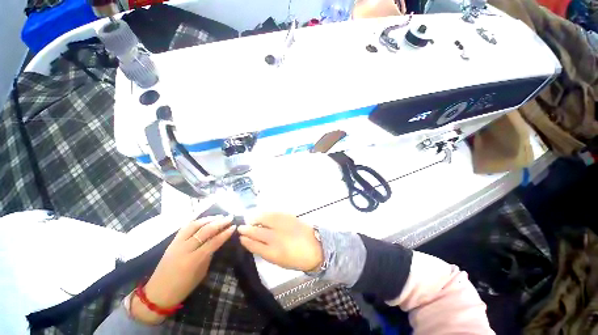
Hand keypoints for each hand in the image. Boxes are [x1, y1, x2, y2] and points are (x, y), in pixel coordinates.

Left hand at [131, 215, 235, 323]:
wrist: (157, 293)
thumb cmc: (182, 288)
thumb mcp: (201, 274)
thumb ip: (208, 256)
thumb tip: (216, 242)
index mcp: (193, 260)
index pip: (213, 242)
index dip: (224, 234)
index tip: (233, 226)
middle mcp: (184, 249)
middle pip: (204, 231)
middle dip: (219, 223)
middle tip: (229, 217)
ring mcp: (176, 244)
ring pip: (193, 226)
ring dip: (208, 219)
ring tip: (218, 216)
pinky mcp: (172, 242)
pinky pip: (185, 228)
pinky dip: (196, 222)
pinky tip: (204, 220)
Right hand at [237, 212, 322, 271]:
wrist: (316, 247)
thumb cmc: (297, 258)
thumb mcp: (279, 261)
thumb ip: (265, 251)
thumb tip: (255, 242)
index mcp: (273, 253)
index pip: (253, 245)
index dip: (246, 240)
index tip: (240, 237)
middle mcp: (275, 238)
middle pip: (256, 231)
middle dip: (246, 229)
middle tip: (241, 227)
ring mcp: (282, 225)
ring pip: (263, 219)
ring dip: (254, 218)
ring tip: (250, 219)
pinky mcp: (289, 217)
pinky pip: (273, 213)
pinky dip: (265, 213)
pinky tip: (262, 214)